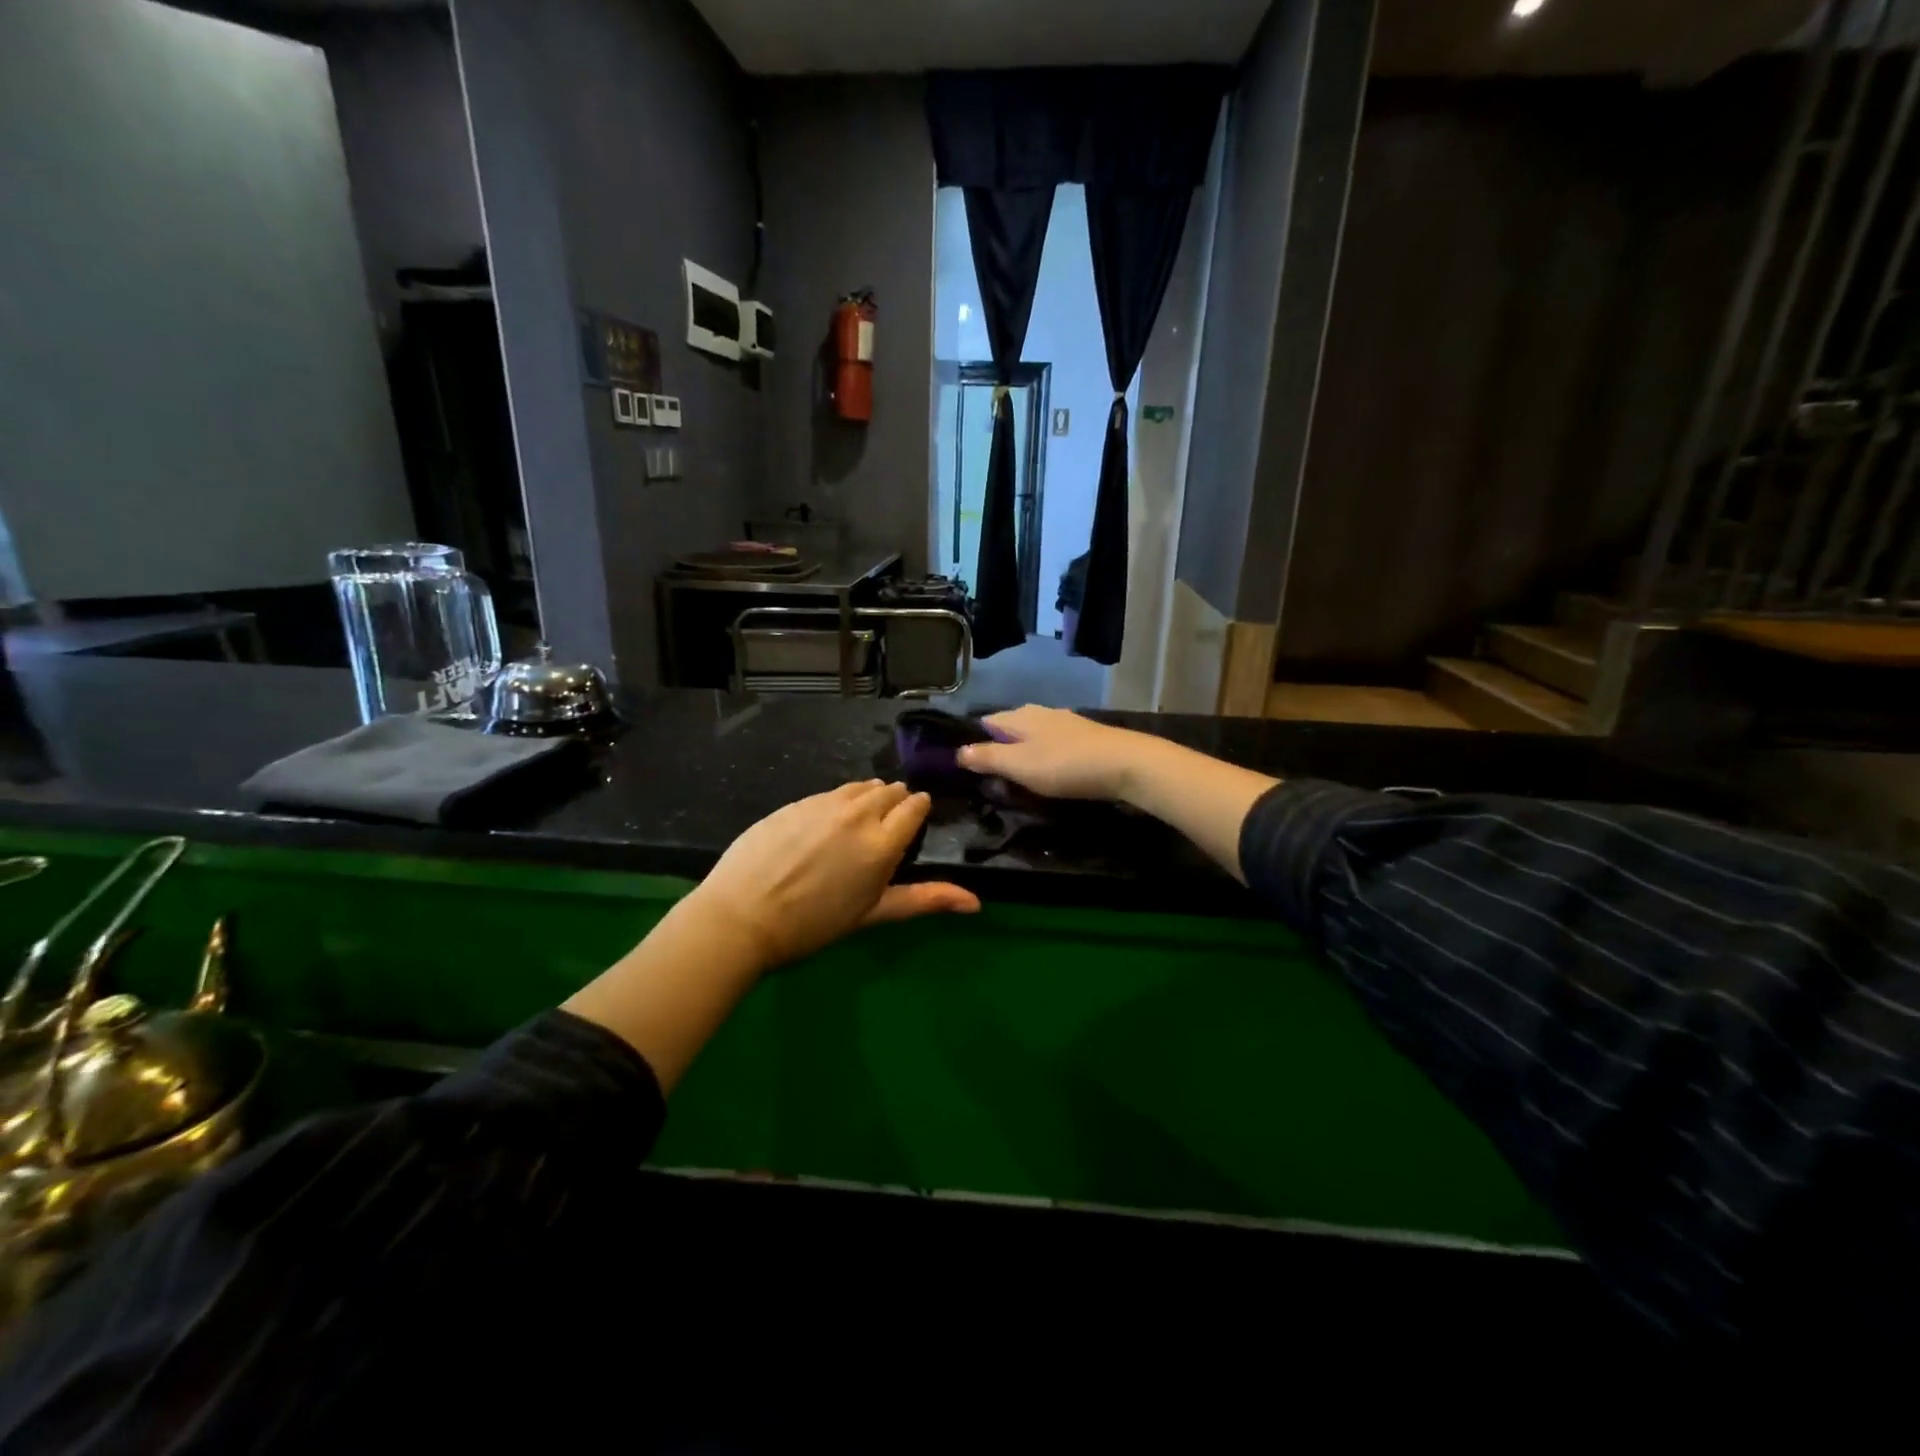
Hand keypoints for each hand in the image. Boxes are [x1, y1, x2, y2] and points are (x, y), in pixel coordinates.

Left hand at [687, 780, 978, 970]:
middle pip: (889, 791)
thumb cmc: (813, 925)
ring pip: (860, 787)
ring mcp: (824, 804)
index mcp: (883, 842)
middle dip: (895, 803)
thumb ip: (924, 900)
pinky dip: (839, 801)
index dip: (917, 811)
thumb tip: (976, 903)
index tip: (914, 821)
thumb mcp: (873, 914)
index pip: (914, 807)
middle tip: (885, 827)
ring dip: (868, 797)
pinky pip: (830, 792)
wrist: (741, 917)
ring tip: (859, 821)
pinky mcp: (796, 802)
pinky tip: (826, 823)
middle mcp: (858, 813)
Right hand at [956, 705, 1154, 801]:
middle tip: (991, 781)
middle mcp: (1040, 712)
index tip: (966, 768)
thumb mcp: (1019, 766)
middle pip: (1009, 730)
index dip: (973, 743)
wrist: (1126, 764)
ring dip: (1024, 757)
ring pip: (1033, 738)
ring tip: (1019, 782)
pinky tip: (1050, 776)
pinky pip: (1053, 746)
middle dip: (999, 751)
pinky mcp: (1085, 737)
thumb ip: (987, 758)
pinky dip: (1046, 759)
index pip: (984, 722)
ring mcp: (1065, 723)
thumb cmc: (1065, 765)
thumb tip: (958, 752)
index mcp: (1019, 716)